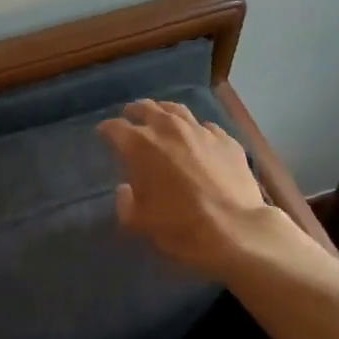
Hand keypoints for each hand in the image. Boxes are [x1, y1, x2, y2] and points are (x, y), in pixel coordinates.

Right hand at [97, 100, 291, 279]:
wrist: (236, 230)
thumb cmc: (181, 227)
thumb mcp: (140, 223)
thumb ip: (126, 203)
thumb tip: (126, 190)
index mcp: (141, 146)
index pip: (115, 128)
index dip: (106, 130)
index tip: (103, 133)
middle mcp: (169, 129)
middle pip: (146, 109)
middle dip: (134, 111)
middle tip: (130, 116)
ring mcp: (200, 131)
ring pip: (177, 110)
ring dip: (163, 111)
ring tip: (160, 115)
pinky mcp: (226, 140)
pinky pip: (206, 127)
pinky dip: (196, 129)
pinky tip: (197, 137)